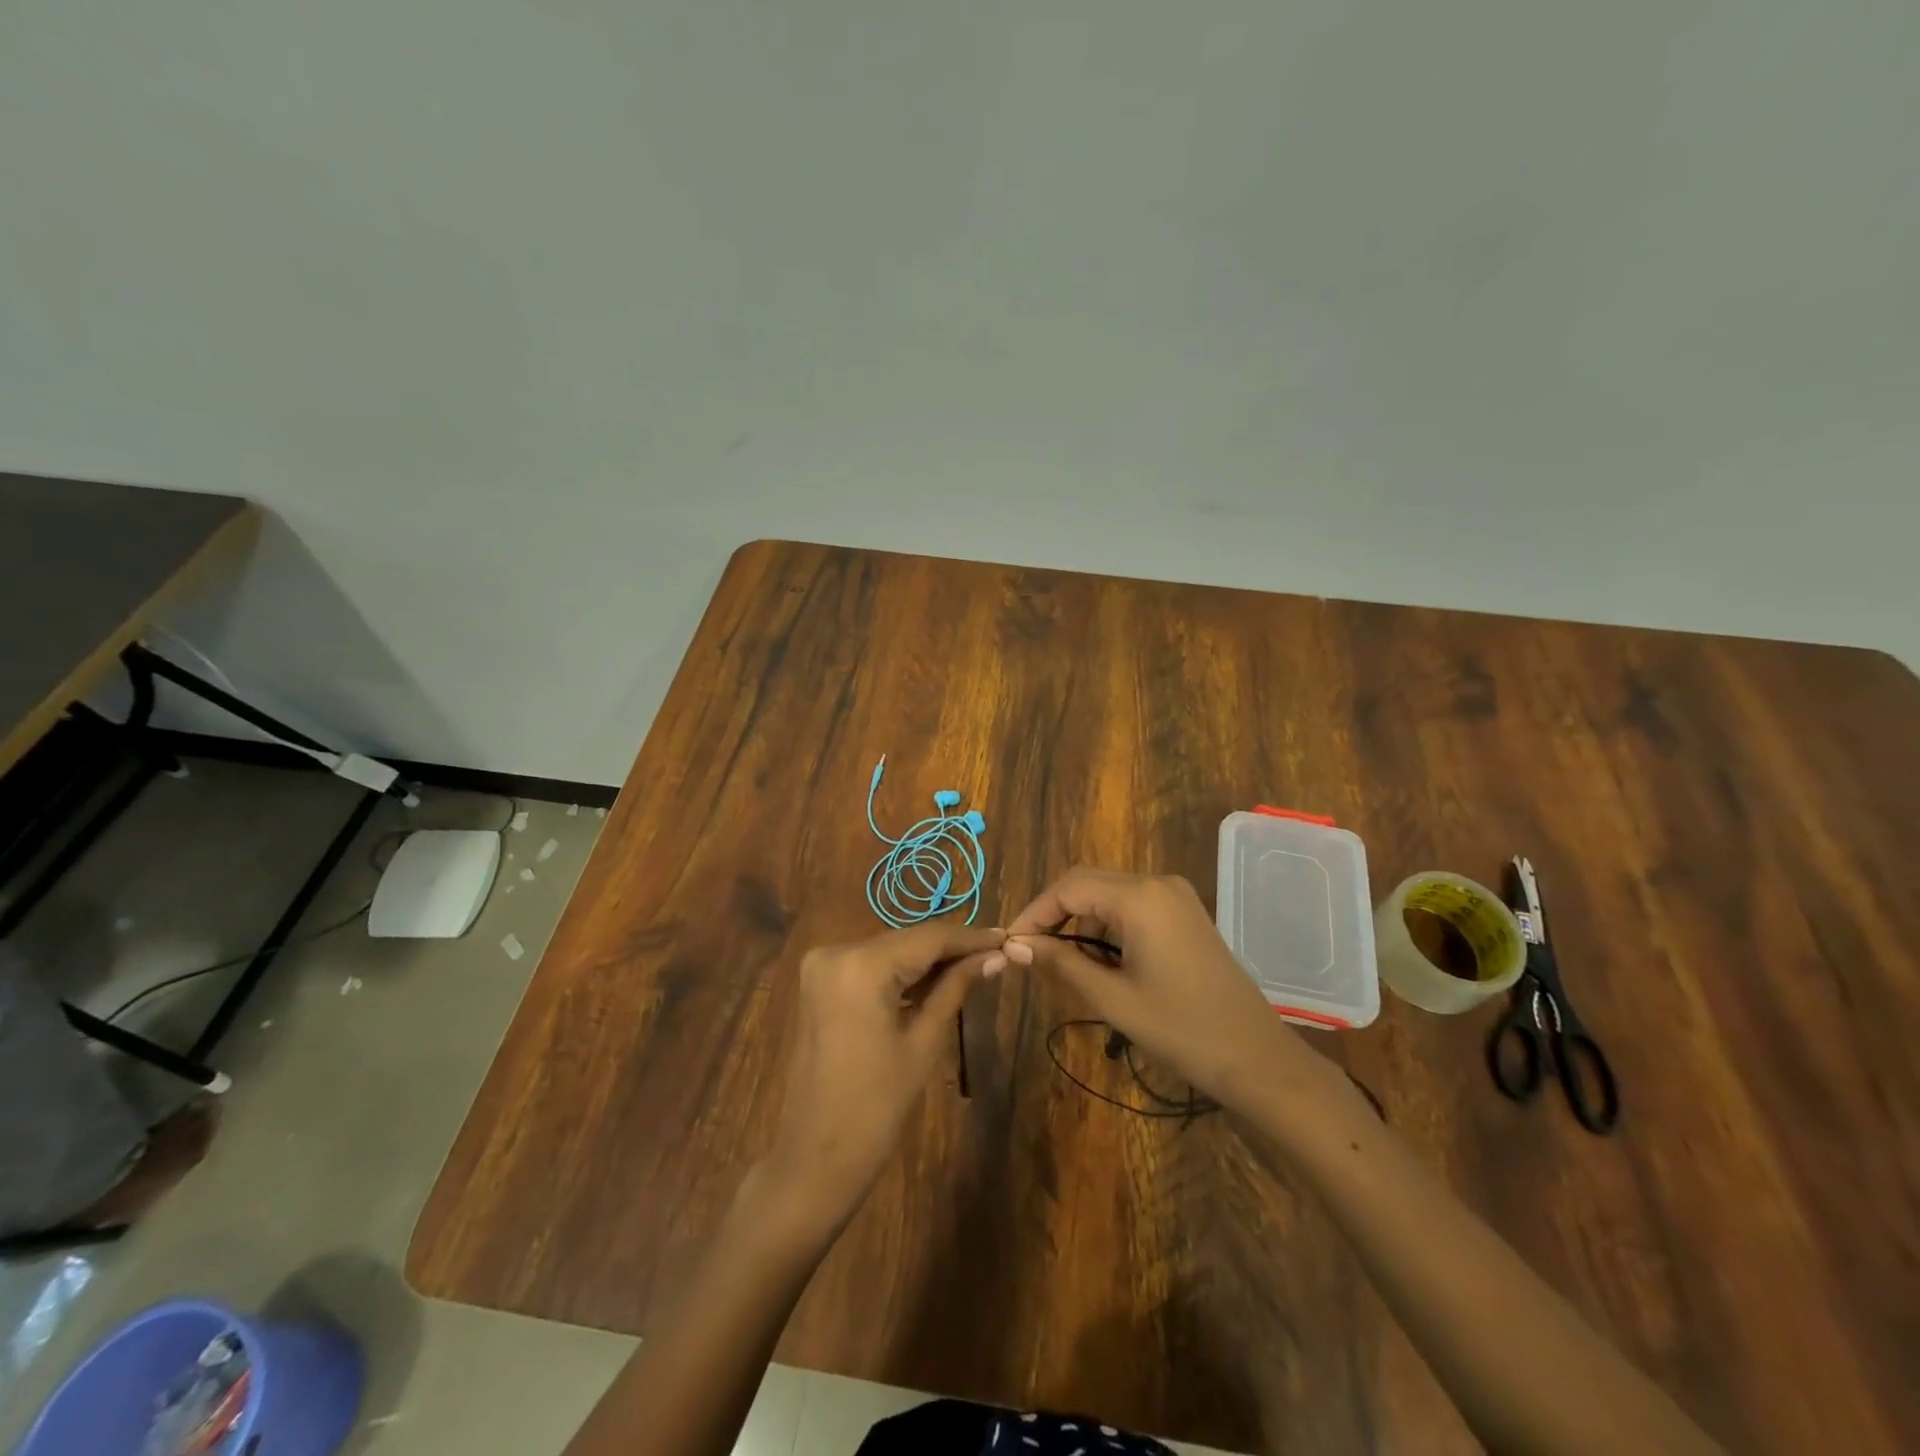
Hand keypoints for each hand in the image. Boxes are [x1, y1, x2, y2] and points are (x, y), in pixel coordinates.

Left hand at [763, 922, 1005, 1229]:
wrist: (816, 1156)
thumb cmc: (876, 1106)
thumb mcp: (924, 1042)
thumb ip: (956, 988)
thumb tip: (995, 956)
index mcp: (861, 965)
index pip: (928, 937)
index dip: (970, 937)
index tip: (1006, 938)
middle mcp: (836, 951)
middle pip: (906, 940)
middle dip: (950, 948)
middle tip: (995, 953)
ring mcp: (821, 965)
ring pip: (889, 950)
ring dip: (926, 959)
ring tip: (974, 964)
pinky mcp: (818, 982)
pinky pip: (869, 966)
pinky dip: (900, 971)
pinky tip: (934, 980)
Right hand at [1007, 867, 1302, 1103]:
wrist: (1257, 1058)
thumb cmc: (1181, 1030)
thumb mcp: (1112, 998)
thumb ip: (1061, 964)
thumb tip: (1015, 946)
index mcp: (1140, 897)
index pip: (1069, 888)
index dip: (1034, 913)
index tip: (1011, 945)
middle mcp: (1157, 883)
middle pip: (1087, 884)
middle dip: (1055, 916)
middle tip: (1030, 954)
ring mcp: (1175, 897)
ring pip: (1108, 896)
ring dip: (1081, 924)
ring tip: (1063, 966)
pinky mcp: (1185, 914)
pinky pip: (1132, 907)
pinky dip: (1107, 928)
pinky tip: (1100, 963)